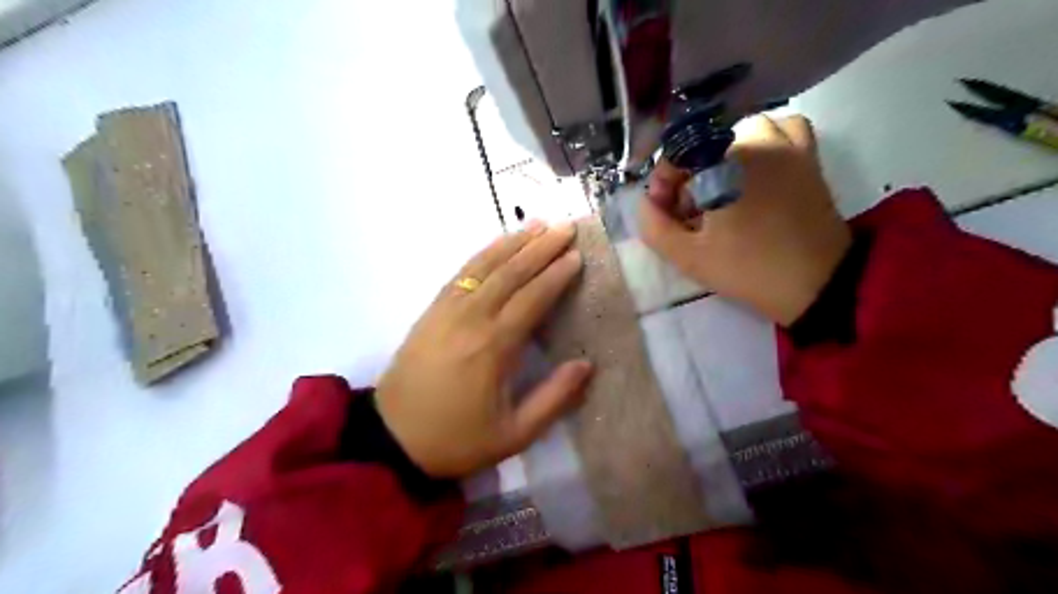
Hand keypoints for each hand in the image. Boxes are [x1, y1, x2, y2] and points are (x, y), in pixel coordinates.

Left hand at [374, 220, 590, 477]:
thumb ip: (553, 399)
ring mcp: (447, 310)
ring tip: (539, 224)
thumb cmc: (457, 439)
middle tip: (567, 227)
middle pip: (511, 272)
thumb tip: (586, 364)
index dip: (556, 275)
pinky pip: (461, 272)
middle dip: (541, 247)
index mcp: (493, 347)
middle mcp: (471, 318)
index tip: (577, 256)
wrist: (392, 439)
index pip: (532, 298)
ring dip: (513, 242)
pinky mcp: (431, 310)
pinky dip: (483, 253)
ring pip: (485, 265)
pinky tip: (498, 243)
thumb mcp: (513, 435)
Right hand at [635, 115, 847, 326]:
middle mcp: (755, 140)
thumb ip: (654, 227)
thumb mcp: (687, 257)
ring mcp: (786, 145)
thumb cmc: (748, 269)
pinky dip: (765, 141)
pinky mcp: (808, 157)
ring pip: (740, 132)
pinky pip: (783, 128)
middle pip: (705, 143)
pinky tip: (757, 167)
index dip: (662, 181)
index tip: (663, 211)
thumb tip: (646, 202)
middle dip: (688, 177)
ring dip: (721, 156)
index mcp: (724, 162)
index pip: (677, 153)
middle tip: (688, 214)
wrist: (817, 283)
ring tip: (720, 189)